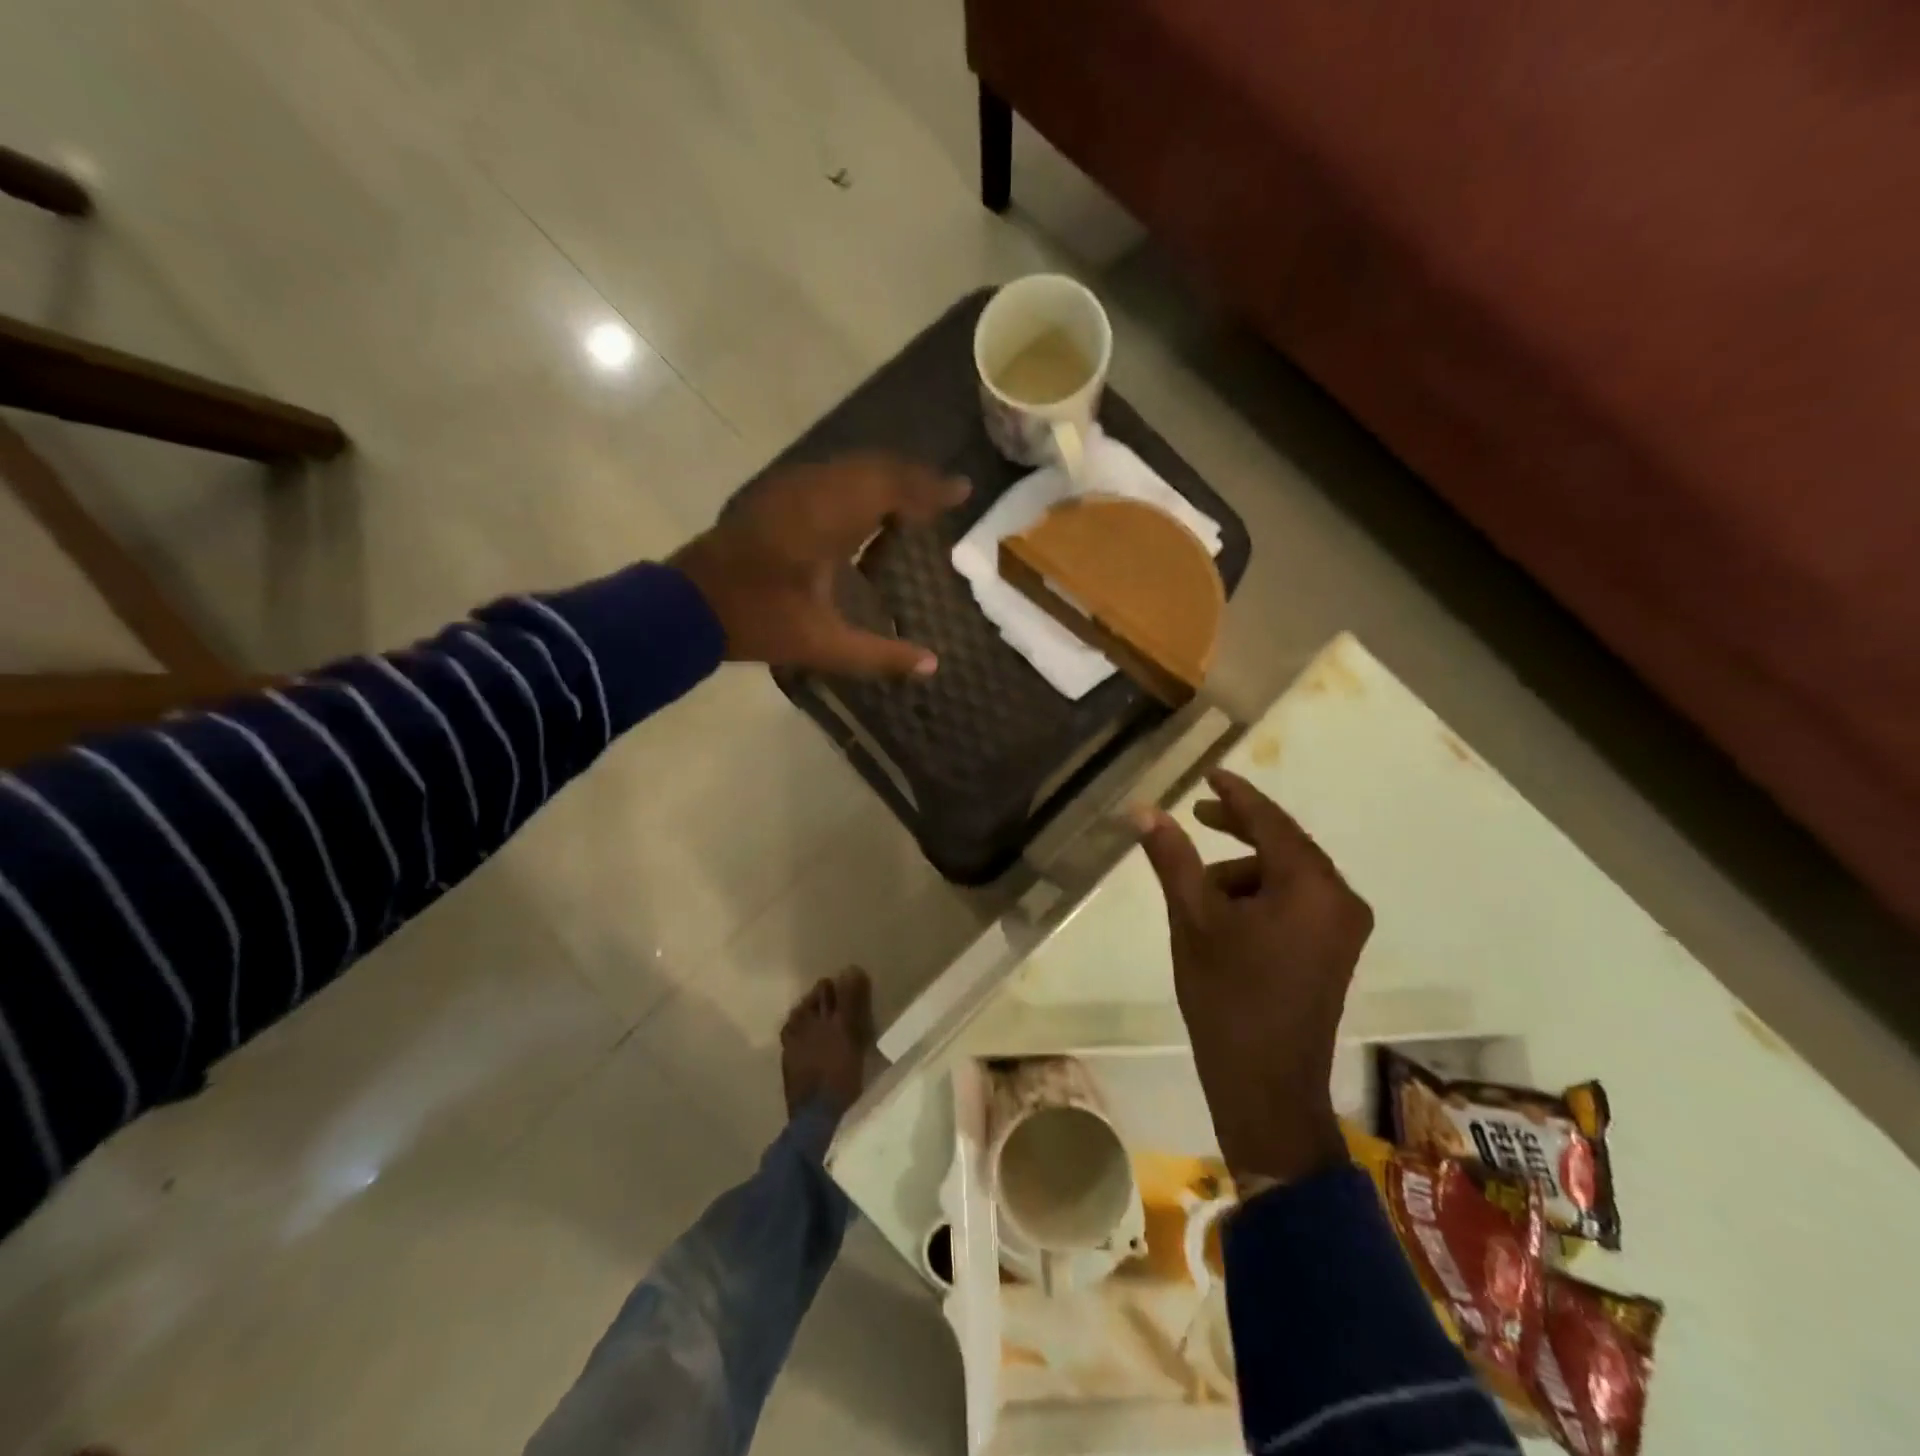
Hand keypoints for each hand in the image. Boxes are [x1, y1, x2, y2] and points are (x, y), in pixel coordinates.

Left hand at [671, 453, 968, 675]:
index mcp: (827, 520)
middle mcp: (811, 491)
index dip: (930, 488)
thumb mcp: (822, 645)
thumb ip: (880, 655)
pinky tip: (866, 508)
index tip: (962, 490)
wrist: (687, 605)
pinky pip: (830, 475)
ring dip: (885, 478)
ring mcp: (788, 488)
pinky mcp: (774, 494)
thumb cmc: (758, 621)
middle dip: (912, 478)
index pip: (891, 487)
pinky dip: (859, 483)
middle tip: (943, 496)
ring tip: (913, 501)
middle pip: (874, 467)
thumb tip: (932, 665)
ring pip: (850, 467)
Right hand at [1133, 771, 1373, 1183]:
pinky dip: (1260, 896)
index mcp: (1312, 887)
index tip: (1209, 774)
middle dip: (1238, 831)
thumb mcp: (1192, 919)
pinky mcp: (1335, 951)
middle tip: (1195, 816)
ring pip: (1287, 876)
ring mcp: (1343, 929)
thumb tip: (1145, 809)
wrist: (1266, 1086)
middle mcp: (1341, 900)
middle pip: (1284, 846)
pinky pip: (1296, 902)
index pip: (1272, 822)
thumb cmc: (1226, 997)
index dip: (1236, 796)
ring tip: (1199, 895)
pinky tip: (1226, 918)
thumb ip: (1173, 858)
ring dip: (1243, 872)